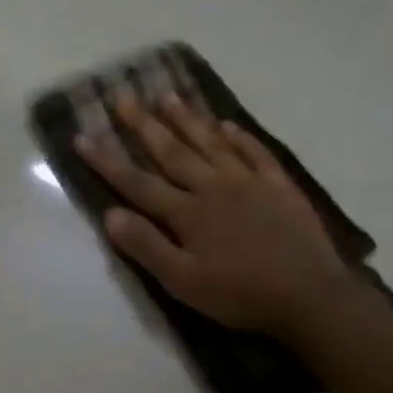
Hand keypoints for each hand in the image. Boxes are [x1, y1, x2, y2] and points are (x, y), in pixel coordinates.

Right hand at [75, 91, 356, 337]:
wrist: (309, 296)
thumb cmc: (238, 294)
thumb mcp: (182, 281)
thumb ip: (146, 246)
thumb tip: (111, 214)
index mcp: (187, 213)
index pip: (138, 182)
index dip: (107, 160)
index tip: (83, 136)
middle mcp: (214, 188)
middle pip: (172, 152)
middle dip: (144, 125)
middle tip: (123, 97)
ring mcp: (250, 183)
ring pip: (211, 144)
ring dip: (187, 120)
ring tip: (168, 96)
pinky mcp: (279, 188)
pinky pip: (256, 153)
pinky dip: (239, 137)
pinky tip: (227, 124)